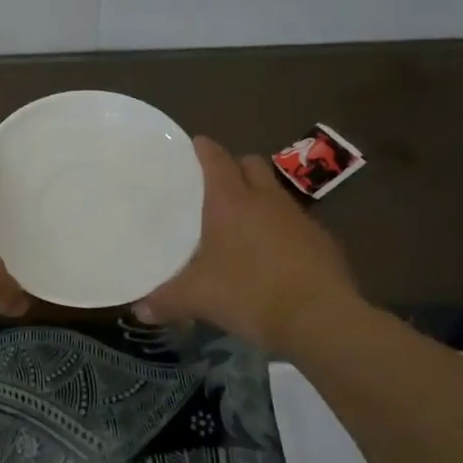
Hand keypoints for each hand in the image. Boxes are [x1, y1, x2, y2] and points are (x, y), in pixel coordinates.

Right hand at [134, 135, 362, 347]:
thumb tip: (139, 310)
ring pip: (275, 192)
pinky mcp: (323, 240)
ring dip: (259, 197)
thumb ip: (165, 300)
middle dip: (234, 167)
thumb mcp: (197, 298)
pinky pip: (296, 222)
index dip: (204, 149)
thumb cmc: (249, 294)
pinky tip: (272, 254)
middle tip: (217, 185)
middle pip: (250, 164)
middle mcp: (266, 200)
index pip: (216, 159)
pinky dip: (282, 228)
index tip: (195, 144)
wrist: (320, 318)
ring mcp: (299, 217)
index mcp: (230, 202)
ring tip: (242, 222)